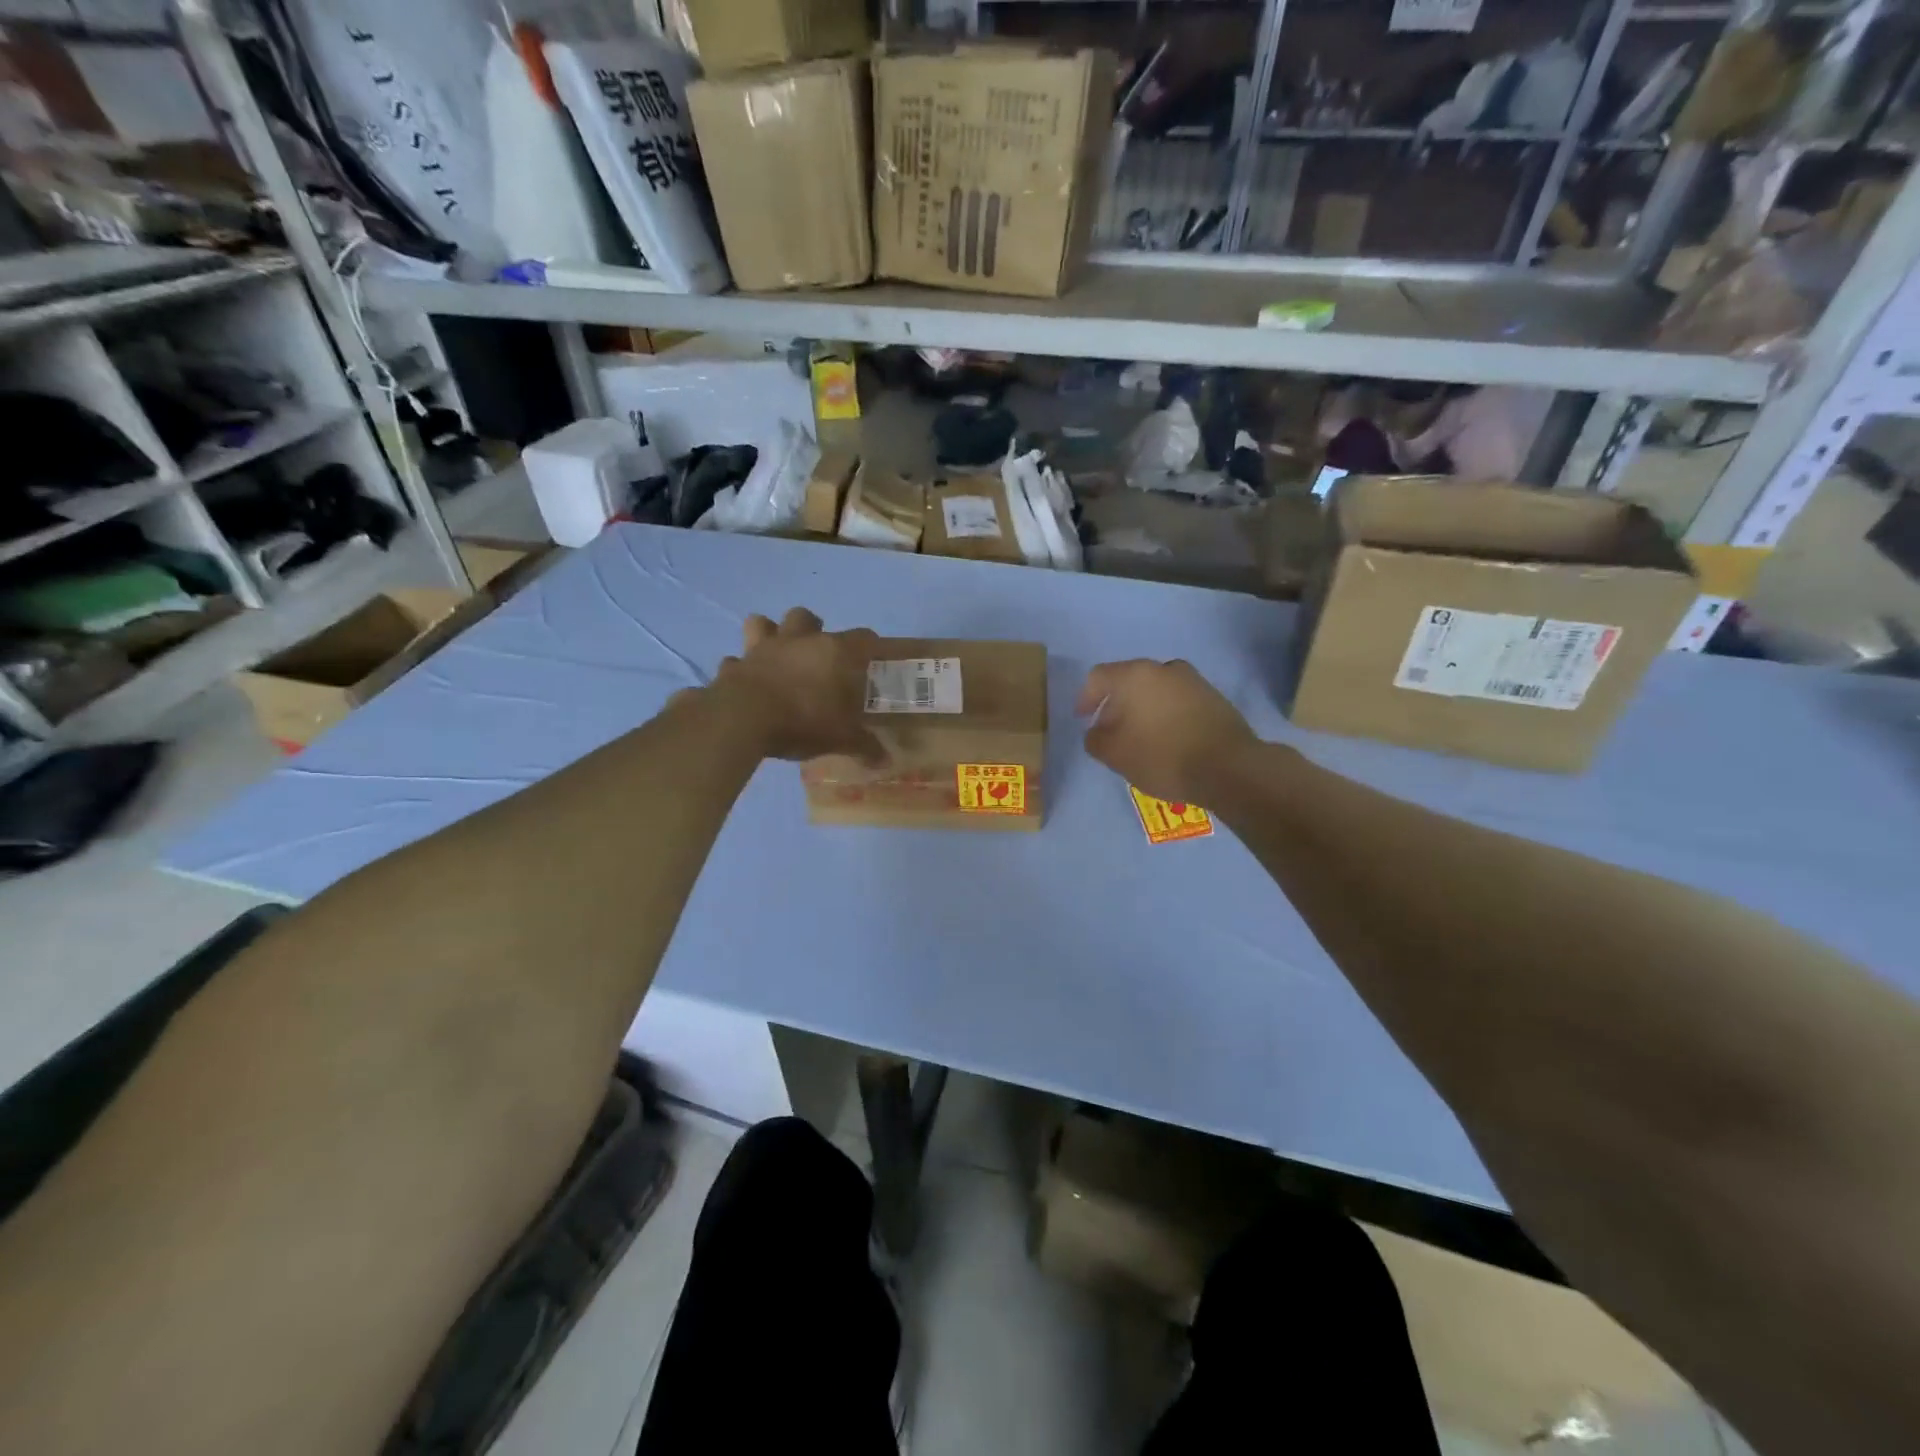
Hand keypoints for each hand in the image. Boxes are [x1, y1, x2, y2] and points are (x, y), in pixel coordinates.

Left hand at [710, 607, 883, 763]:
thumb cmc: (803, 720)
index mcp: (834, 652)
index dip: (871, 646)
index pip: (863, 637)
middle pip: (807, 617)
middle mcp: (798, 641)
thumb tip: (885, 760)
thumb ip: (864, 746)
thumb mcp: (841, 738)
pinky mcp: (735, 665)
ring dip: (770, 632)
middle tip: (819, 653)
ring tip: (777, 652)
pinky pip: (737, 660)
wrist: (744, 719)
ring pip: (763, 622)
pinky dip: (741, 667)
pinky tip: (747, 680)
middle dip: (814, 629)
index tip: (873, 660)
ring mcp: (762, 649)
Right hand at [1076, 659, 1258, 805]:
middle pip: (1129, 681)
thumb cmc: (1162, 756)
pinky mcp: (1214, 697)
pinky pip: (1177, 701)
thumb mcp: (1114, 754)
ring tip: (1140, 737)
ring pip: (1155, 690)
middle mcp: (1163, 668)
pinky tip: (1167, 739)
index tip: (1083, 719)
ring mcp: (1192, 681)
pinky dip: (1166, 715)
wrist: (1229, 767)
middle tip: (1110, 731)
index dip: (1085, 698)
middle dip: (1115, 705)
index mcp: (1134, 675)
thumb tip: (1097, 731)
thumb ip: (1095, 739)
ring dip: (1142, 709)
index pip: (1098, 677)